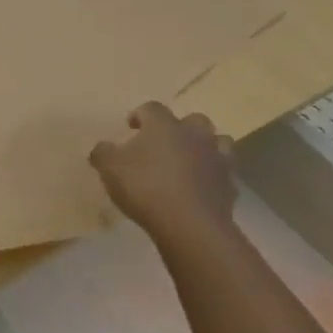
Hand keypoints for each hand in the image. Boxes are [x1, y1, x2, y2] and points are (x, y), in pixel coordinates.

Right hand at [90, 103, 236, 241]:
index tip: (130, 127)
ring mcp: (217, 157)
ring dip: (202, 146)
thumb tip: (103, 147)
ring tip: (187, 161)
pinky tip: (198, 187)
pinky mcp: (230, 182)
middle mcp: (194, 134)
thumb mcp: (109, 169)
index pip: (151, 108)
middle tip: (162, 144)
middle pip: (191, 119)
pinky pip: (222, 170)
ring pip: (216, 141)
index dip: (139, 115)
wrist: (189, 224)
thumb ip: (103, 153)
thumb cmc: (145, 188)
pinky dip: (211, 173)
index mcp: (164, 125)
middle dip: (178, 128)